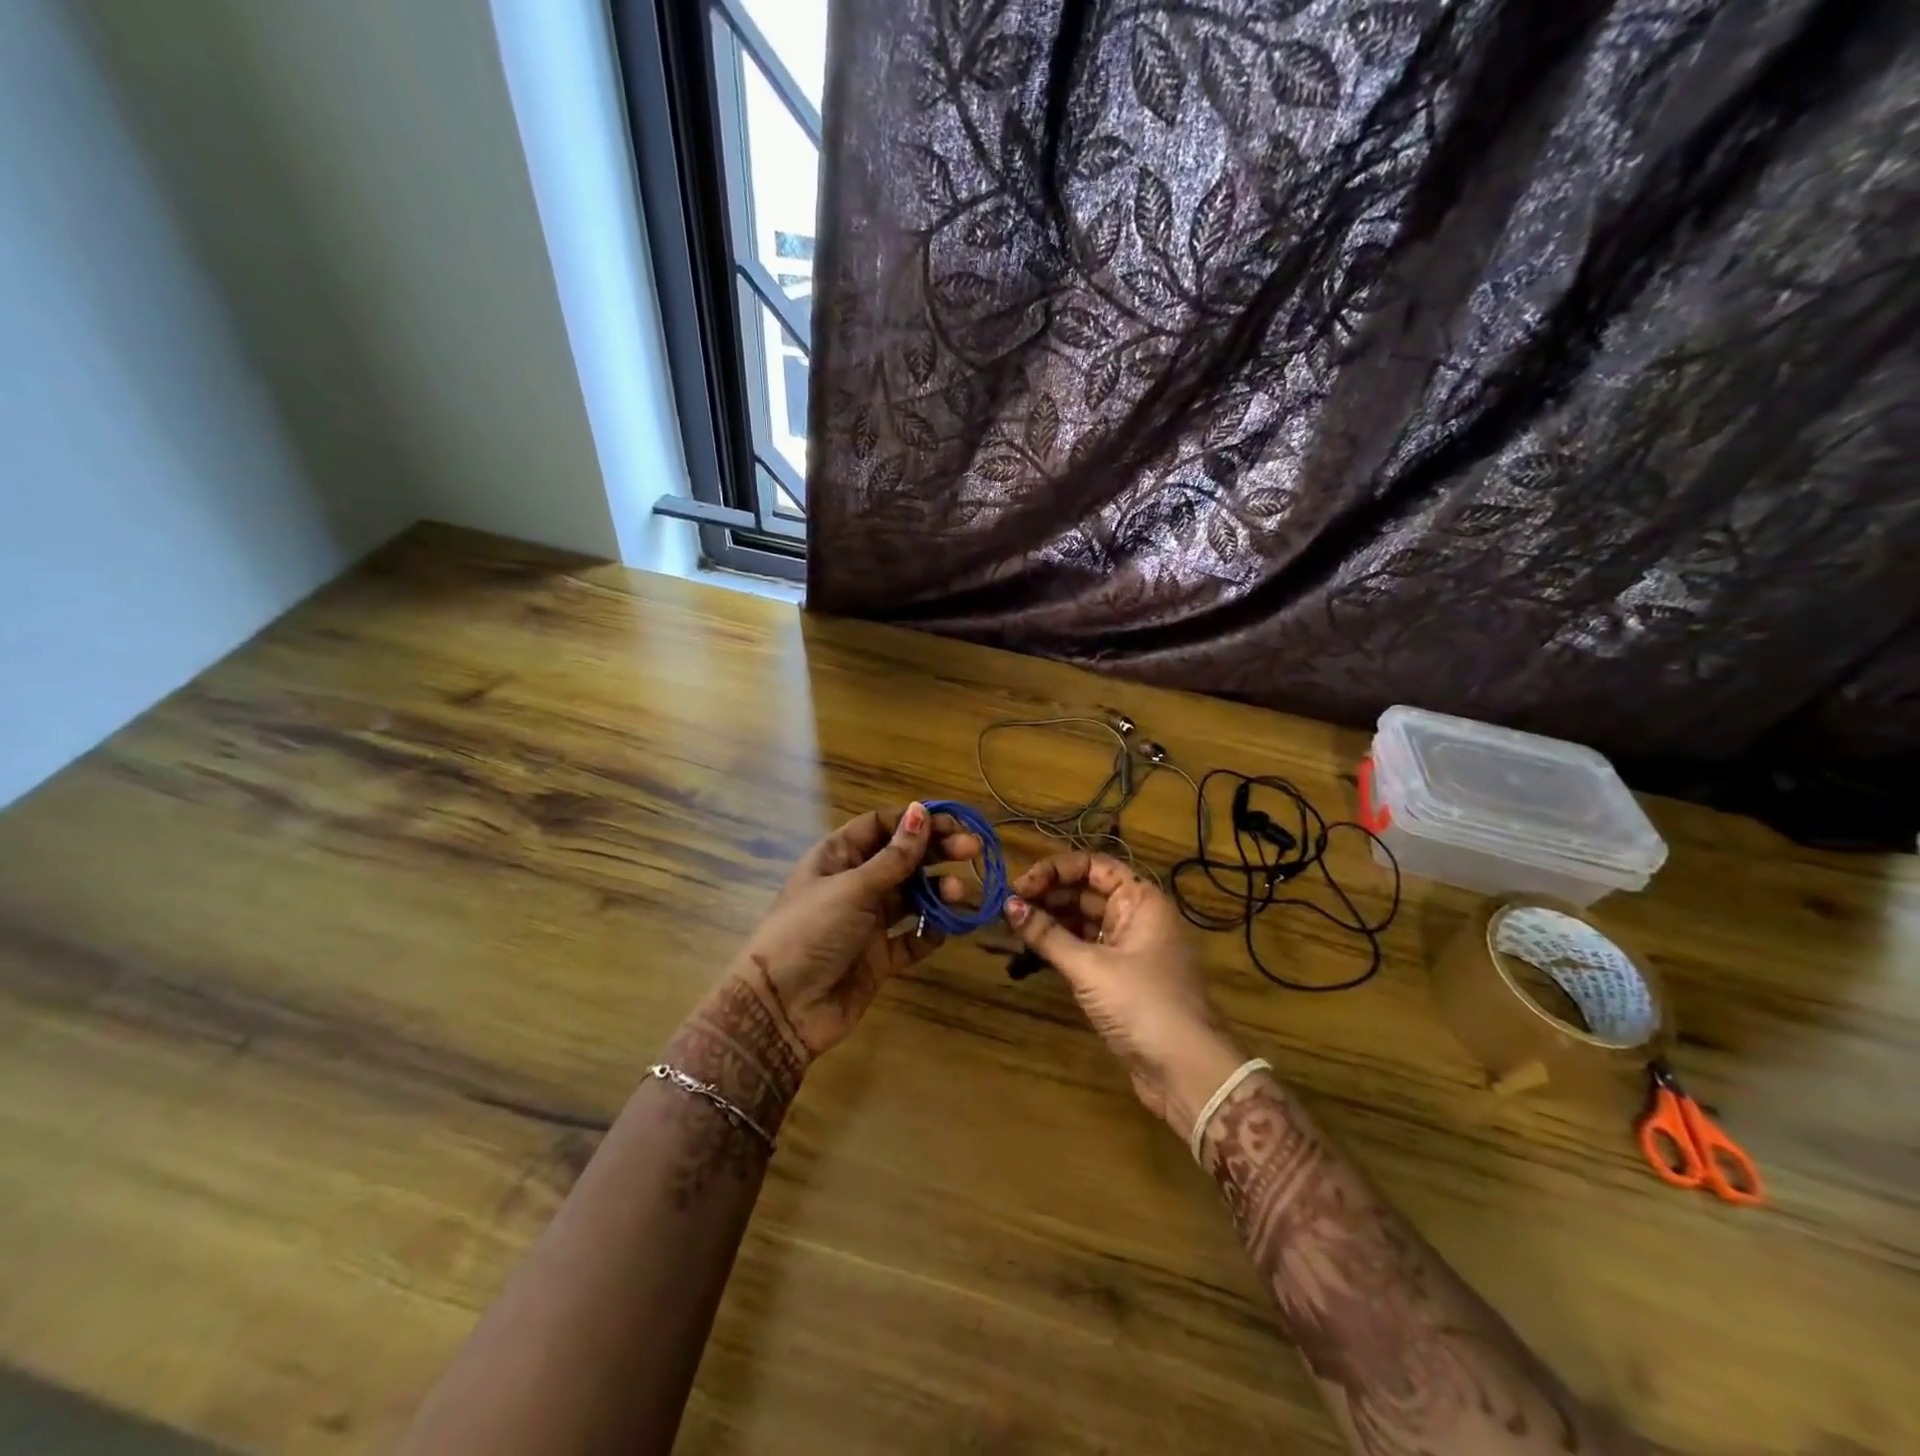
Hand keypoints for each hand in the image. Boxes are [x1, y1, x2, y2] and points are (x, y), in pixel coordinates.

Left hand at [733, 804, 977, 1066]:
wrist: (782, 1008)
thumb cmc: (811, 931)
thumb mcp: (853, 888)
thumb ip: (894, 856)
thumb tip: (921, 811)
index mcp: (838, 857)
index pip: (881, 826)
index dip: (915, 821)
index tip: (952, 822)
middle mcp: (855, 884)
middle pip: (902, 859)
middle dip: (936, 852)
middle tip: (972, 849)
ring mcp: (867, 922)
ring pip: (912, 898)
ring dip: (938, 892)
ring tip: (958, 894)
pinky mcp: (878, 958)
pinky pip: (912, 938)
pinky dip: (930, 932)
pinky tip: (944, 929)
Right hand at [1004, 851, 1244, 1132]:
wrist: (1186, 1071)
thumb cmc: (1143, 1005)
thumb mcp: (1090, 967)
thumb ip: (1047, 934)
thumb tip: (1008, 905)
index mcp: (1141, 899)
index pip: (1093, 865)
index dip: (1055, 870)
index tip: (1020, 885)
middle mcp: (1136, 915)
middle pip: (1085, 891)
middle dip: (1046, 896)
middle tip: (1007, 908)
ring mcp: (1128, 947)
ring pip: (1082, 920)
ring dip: (1048, 922)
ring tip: (1011, 929)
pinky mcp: (1119, 976)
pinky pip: (1084, 948)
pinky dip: (1058, 947)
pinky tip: (1028, 951)